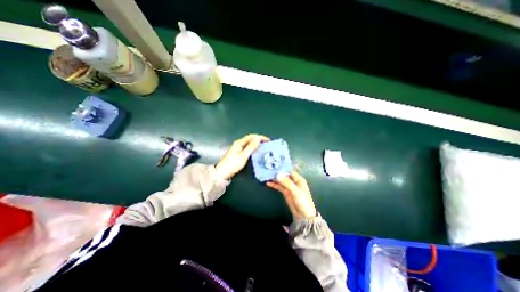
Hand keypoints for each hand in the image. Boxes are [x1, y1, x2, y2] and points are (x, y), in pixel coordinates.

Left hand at [214, 135, 270, 179]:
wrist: (222, 173)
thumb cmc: (233, 164)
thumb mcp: (243, 155)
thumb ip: (251, 147)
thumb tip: (258, 138)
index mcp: (239, 142)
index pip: (252, 136)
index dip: (260, 137)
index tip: (268, 140)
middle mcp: (239, 144)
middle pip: (250, 139)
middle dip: (259, 140)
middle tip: (267, 144)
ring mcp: (238, 148)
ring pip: (249, 143)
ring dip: (257, 144)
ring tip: (264, 147)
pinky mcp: (238, 153)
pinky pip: (248, 148)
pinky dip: (253, 148)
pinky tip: (257, 152)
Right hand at [268, 171, 316, 218]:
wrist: (303, 215)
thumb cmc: (303, 201)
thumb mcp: (295, 191)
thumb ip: (287, 182)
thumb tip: (278, 174)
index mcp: (298, 179)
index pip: (289, 170)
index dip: (282, 168)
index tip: (274, 165)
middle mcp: (293, 181)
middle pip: (284, 175)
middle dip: (277, 172)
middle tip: (268, 169)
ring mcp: (289, 187)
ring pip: (281, 180)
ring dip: (274, 178)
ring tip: (266, 175)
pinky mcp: (285, 192)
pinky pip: (279, 186)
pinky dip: (274, 185)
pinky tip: (268, 183)